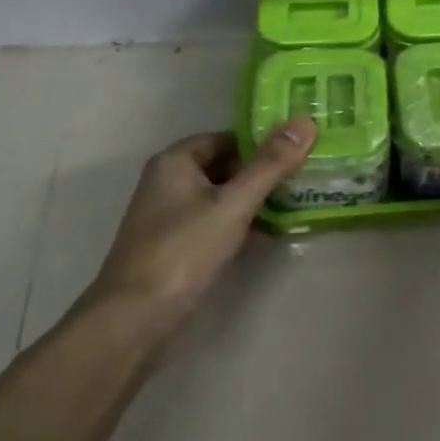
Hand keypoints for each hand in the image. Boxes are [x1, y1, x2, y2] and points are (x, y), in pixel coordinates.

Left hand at [66, 119, 316, 347]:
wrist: (134, 318)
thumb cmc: (183, 250)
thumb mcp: (233, 204)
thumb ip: (270, 165)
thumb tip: (305, 122)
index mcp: (175, 162)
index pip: (227, 138)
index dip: (262, 143)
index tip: (298, 151)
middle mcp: (168, 182)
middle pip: (225, 167)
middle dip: (262, 173)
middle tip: (304, 178)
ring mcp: (170, 216)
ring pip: (222, 197)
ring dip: (254, 201)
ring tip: (296, 204)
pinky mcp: (176, 246)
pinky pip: (215, 223)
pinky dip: (240, 225)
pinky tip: (269, 235)